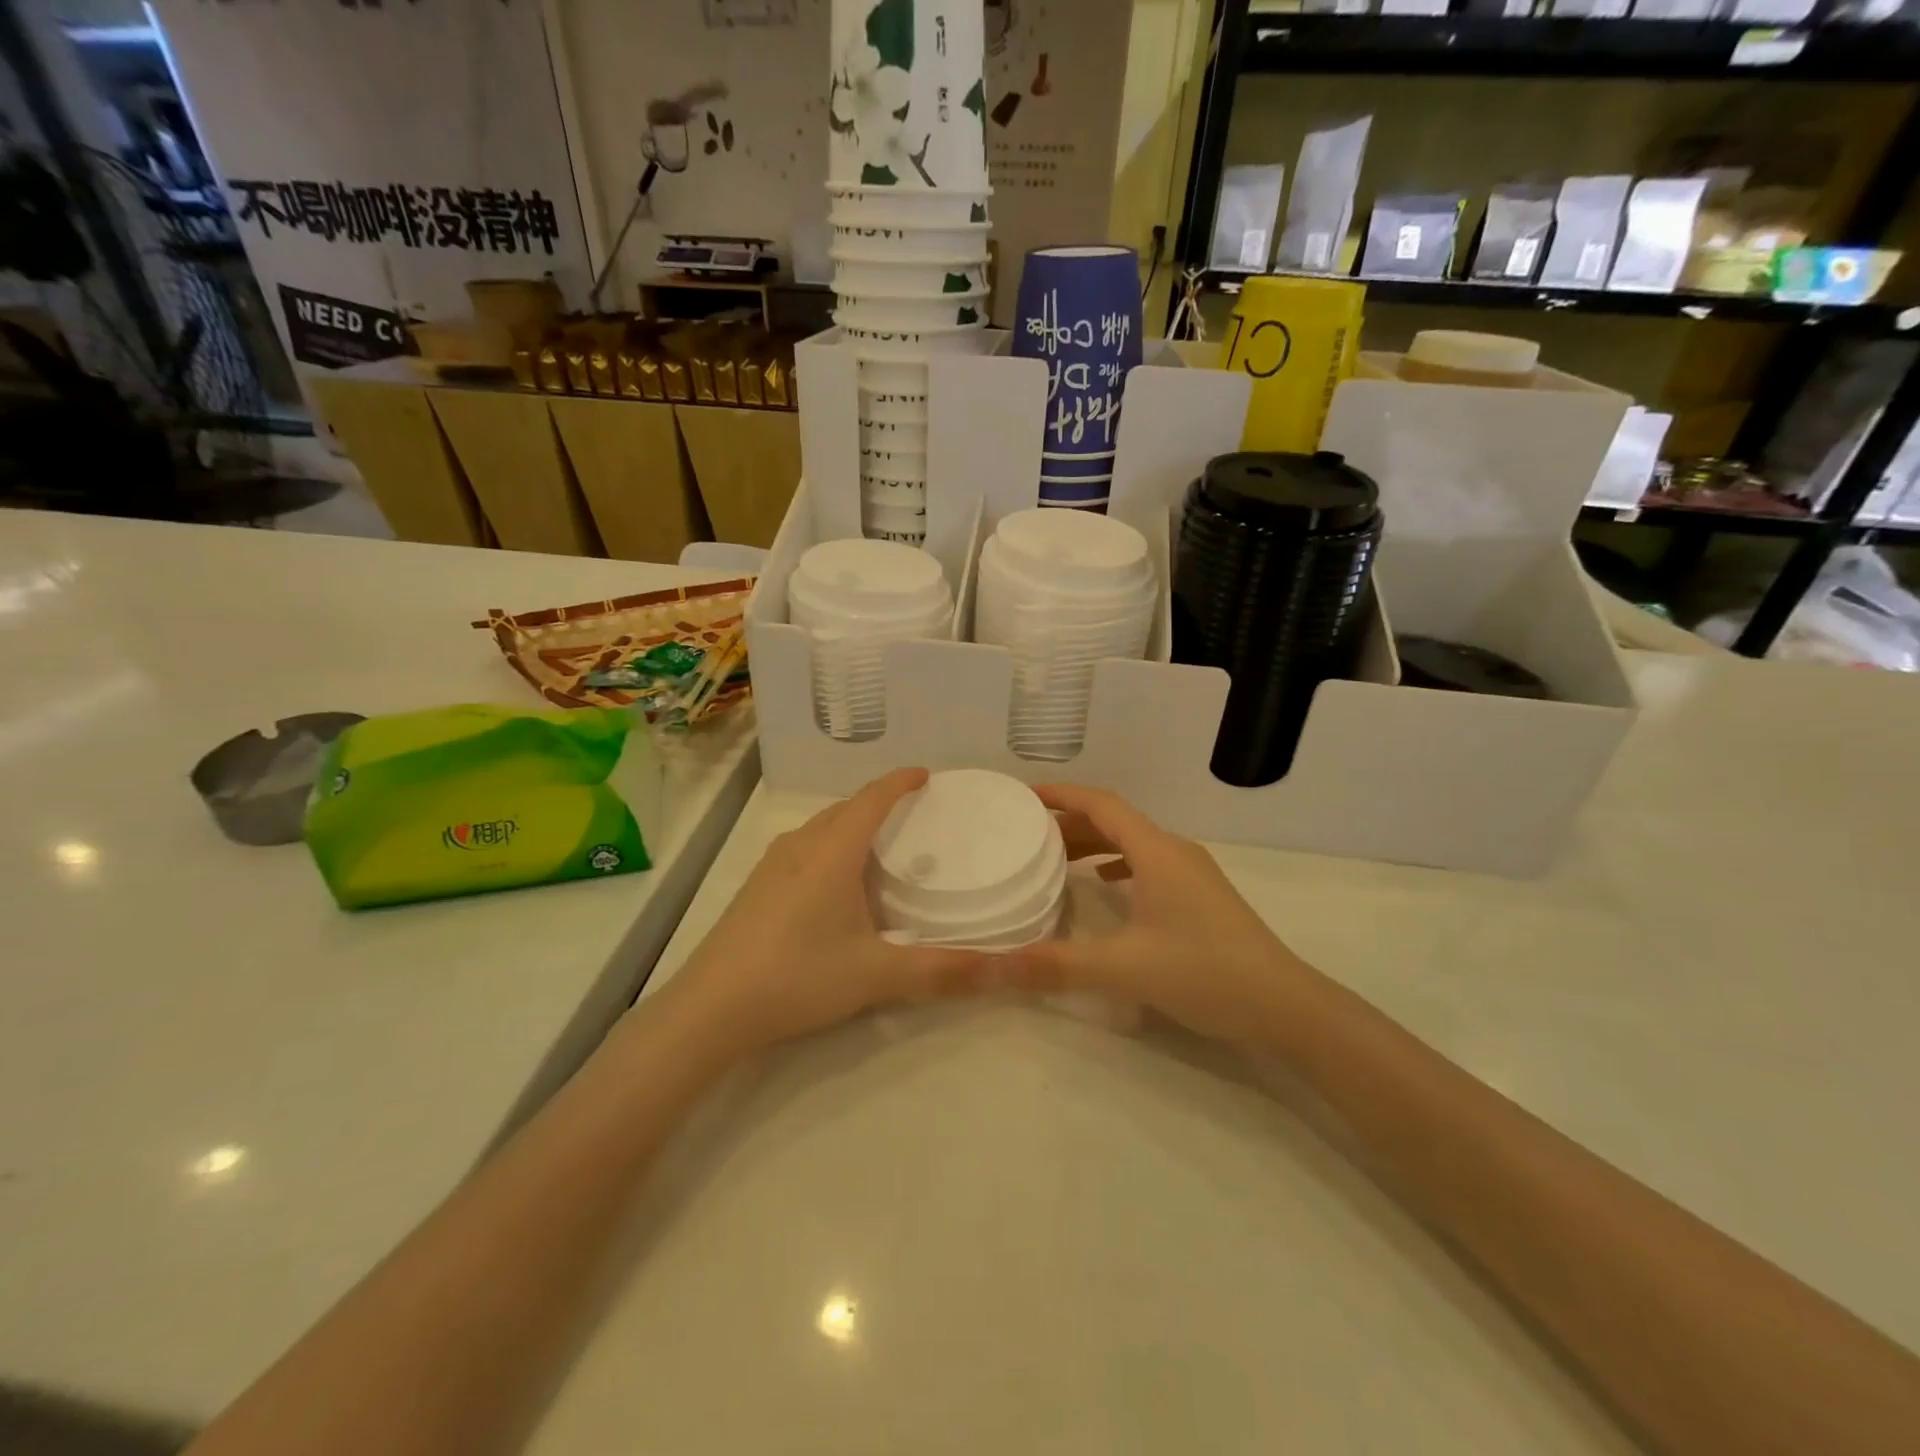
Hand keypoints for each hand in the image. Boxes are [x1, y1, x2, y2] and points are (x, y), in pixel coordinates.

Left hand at [664, 768, 992, 1056]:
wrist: (711, 1008)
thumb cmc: (798, 976)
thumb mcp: (876, 975)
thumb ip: (941, 970)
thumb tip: (1004, 969)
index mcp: (832, 852)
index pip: (872, 799)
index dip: (900, 782)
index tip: (926, 775)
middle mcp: (800, 847)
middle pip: (845, 809)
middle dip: (878, 802)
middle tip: (912, 813)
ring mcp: (771, 866)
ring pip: (820, 828)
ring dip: (850, 824)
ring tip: (878, 843)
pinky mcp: (755, 888)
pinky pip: (802, 849)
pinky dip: (829, 846)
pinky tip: (834, 882)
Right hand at [1004, 783, 1314, 1045]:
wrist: (1285, 1006)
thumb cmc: (1205, 973)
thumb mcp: (1124, 968)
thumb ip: (1057, 965)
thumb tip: (994, 966)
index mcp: (1156, 851)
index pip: (1101, 804)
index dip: (1062, 794)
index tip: (1024, 794)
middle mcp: (1174, 851)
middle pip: (1114, 820)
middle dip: (1070, 822)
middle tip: (1027, 833)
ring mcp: (1192, 873)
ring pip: (1133, 843)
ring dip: (1094, 843)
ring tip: (1056, 859)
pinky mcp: (1201, 895)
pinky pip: (1149, 864)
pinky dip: (1118, 865)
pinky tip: (1105, 886)